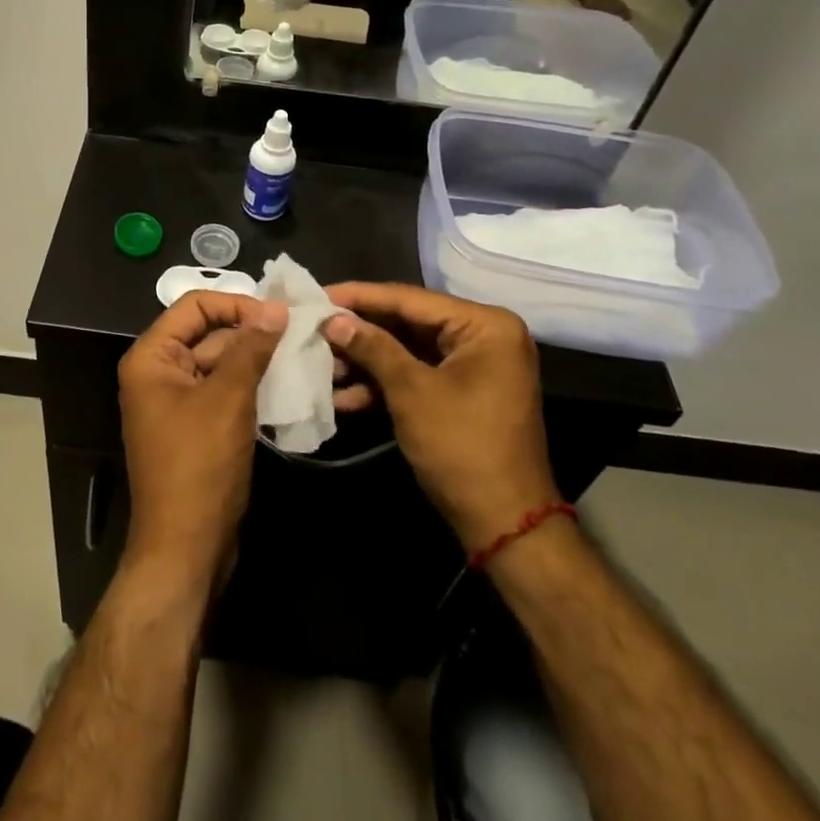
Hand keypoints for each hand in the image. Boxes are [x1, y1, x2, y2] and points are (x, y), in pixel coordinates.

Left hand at [119, 293, 287, 588]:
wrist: (187, 549)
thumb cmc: (200, 465)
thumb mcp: (228, 398)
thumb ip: (250, 347)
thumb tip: (275, 308)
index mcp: (151, 358)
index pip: (194, 306)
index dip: (236, 303)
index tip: (278, 315)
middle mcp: (158, 373)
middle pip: (208, 334)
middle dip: (251, 333)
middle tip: (299, 333)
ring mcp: (177, 403)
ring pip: (220, 364)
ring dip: (256, 360)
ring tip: (301, 355)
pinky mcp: (196, 428)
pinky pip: (224, 393)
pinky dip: (252, 387)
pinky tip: (289, 386)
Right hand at [322, 283, 558, 551]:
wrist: (506, 526)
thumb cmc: (462, 448)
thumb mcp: (411, 392)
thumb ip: (372, 347)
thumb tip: (332, 318)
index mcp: (484, 325)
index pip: (409, 299)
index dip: (359, 297)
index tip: (316, 294)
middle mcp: (484, 336)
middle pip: (407, 323)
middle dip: (359, 333)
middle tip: (313, 328)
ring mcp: (475, 366)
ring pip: (407, 350)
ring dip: (366, 361)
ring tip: (321, 365)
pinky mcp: (463, 392)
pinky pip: (417, 375)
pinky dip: (384, 384)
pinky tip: (344, 397)